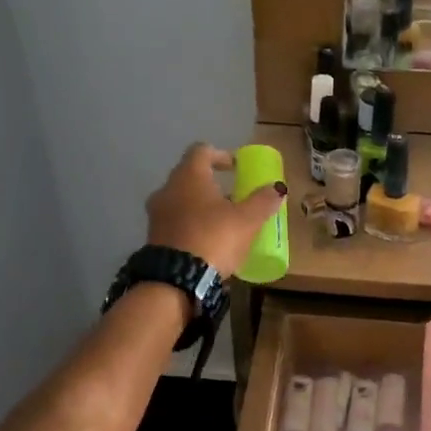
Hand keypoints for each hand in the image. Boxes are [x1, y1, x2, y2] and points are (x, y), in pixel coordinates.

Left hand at [145, 143, 286, 277]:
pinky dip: (190, 225)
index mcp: (189, 176)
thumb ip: (263, 201)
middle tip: (233, 197)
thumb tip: (277, 187)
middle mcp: (167, 189)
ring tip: (222, 222)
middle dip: (212, 184)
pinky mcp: (154, 237)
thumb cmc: (214, 238)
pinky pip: (175, 222)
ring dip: (200, 206)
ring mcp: (156, 214)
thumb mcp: (247, 220)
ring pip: (181, 200)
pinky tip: (207, 241)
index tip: (236, 167)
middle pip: (190, 176)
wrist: (176, 280)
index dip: (221, 155)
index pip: (202, 151)